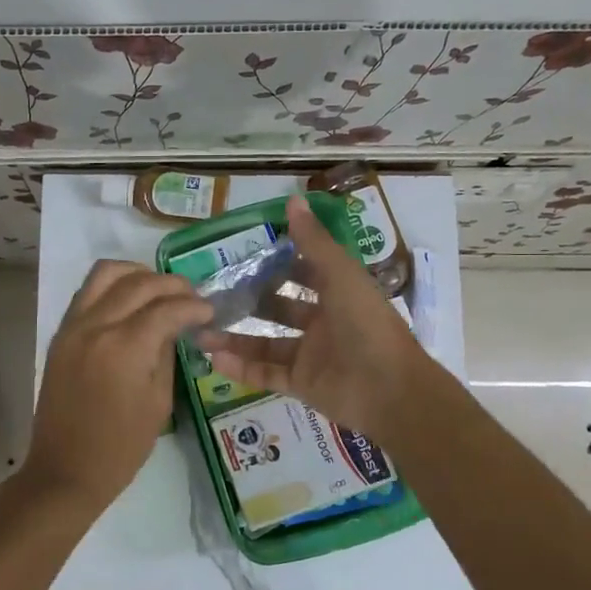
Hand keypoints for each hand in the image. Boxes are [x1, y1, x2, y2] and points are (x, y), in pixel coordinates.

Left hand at [15, 261, 212, 519]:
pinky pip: (87, 292)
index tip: (209, 311)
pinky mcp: (60, 334)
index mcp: (126, 347)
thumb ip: (166, 354)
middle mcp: (96, 326)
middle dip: (171, 284)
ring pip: (105, 274)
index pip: (167, 307)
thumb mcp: (159, 403)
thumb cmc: (120, 447)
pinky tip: (130, 303)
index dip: (193, 305)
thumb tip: (173, 327)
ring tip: (158, 290)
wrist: (65, 470)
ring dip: (137, 274)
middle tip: (191, 297)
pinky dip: (112, 287)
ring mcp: (73, 326)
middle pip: (138, 283)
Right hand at [199, 194, 433, 444]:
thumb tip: (293, 199)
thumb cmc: (367, 324)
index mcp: (338, 293)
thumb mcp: (340, 275)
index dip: (277, 263)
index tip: (241, 255)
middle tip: (211, 295)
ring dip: (236, 338)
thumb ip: (314, 241)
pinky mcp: (303, 385)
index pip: (303, 273)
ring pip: (266, 344)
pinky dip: (242, 368)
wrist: (389, 390)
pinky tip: (214, 359)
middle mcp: (324, 323)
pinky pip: (267, 374)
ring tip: (201, 331)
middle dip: (249, 302)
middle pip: (279, 309)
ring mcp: (312, 356)